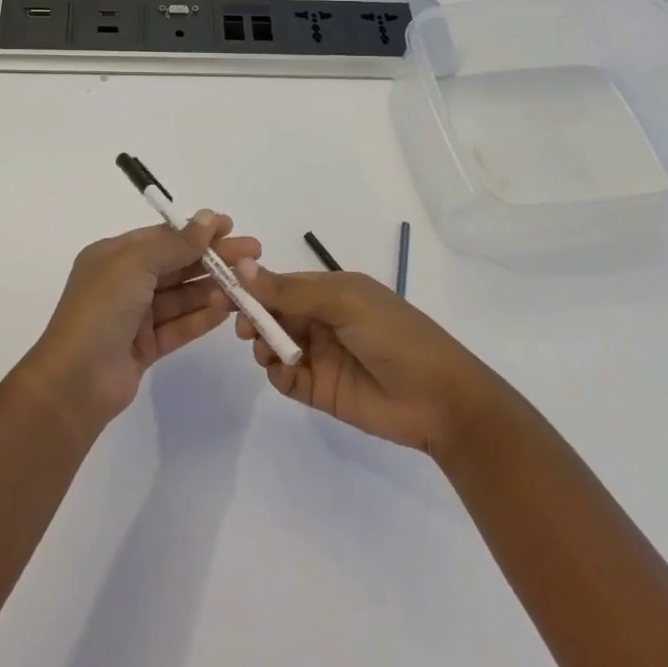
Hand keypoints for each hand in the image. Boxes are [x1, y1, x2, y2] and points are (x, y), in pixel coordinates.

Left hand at [24, 212, 256, 429]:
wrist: (74, 383)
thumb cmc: (101, 310)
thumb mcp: (135, 264)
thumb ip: (175, 244)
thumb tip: (207, 218)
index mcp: (113, 256)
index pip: (162, 236)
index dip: (196, 230)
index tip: (230, 226)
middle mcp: (124, 282)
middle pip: (176, 264)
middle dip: (212, 258)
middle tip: (253, 254)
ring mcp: (134, 316)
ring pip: (181, 296)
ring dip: (212, 288)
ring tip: (246, 284)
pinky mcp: (145, 347)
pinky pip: (179, 325)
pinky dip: (202, 317)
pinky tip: (228, 309)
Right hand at [233, 263, 502, 456]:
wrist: (439, 400)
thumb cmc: (395, 336)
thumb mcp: (344, 303)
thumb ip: (291, 291)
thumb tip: (243, 266)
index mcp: (332, 290)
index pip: (283, 283)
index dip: (255, 286)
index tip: (227, 292)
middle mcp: (323, 319)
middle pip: (275, 314)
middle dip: (255, 318)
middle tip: (245, 329)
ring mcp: (322, 355)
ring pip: (276, 345)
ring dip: (265, 346)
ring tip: (268, 352)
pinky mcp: (322, 390)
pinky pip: (287, 379)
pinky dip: (277, 374)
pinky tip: (282, 372)